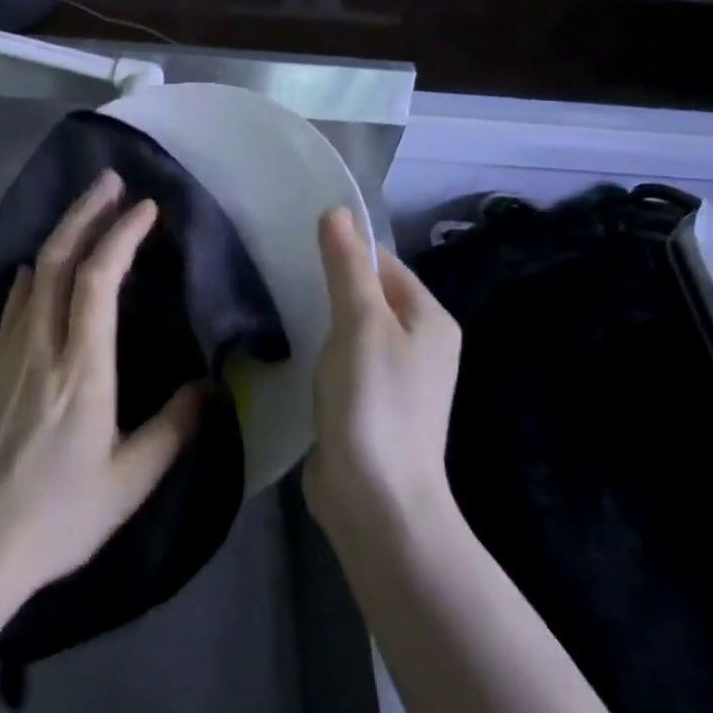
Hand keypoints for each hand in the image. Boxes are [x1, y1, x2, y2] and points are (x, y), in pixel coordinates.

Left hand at [0, 170, 204, 611]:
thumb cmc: (57, 517)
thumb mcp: (129, 481)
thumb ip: (174, 429)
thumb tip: (212, 386)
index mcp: (81, 367)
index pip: (100, 279)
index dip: (122, 235)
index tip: (146, 208)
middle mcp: (42, 345)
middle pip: (60, 259)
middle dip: (86, 213)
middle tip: (110, 181)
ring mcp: (10, 353)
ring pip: (34, 274)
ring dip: (61, 234)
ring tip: (85, 209)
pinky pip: (14, 302)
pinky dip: (32, 273)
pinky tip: (35, 268)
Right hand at [303, 207, 460, 539]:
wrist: (376, 502)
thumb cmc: (373, 402)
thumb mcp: (360, 324)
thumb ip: (347, 266)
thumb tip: (336, 210)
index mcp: (430, 319)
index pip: (384, 263)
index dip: (345, 251)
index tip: (298, 247)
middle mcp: (421, 344)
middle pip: (369, 294)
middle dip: (329, 284)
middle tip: (283, 277)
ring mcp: (396, 378)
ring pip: (353, 329)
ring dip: (322, 319)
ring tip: (282, 308)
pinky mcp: (370, 404)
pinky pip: (344, 361)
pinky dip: (321, 351)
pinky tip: (293, 350)